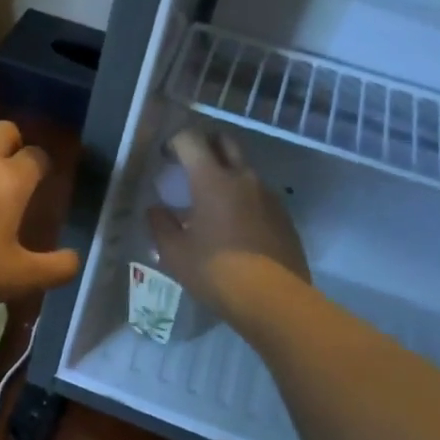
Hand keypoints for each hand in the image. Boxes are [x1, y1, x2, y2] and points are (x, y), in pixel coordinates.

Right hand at [148, 129, 309, 320]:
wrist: (273, 299)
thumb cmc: (215, 271)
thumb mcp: (175, 253)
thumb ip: (161, 225)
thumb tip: (155, 210)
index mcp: (212, 179)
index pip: (191, 140)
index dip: (175, 142)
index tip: (166, 157)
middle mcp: (243, 178)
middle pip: (225, 142)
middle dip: (206, 145)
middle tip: (190, 166)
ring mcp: (268, 196)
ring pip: (244, 170)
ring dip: (227, 175)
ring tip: (212, 202)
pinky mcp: (284, 216)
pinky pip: (259, 196)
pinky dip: (244, 199)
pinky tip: (235, 226)